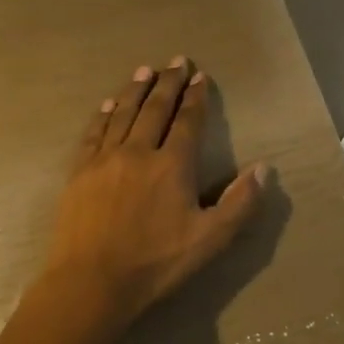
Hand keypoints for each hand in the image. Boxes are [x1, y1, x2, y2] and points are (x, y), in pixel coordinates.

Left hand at [41, 58, 267, 326]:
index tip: (200, 76)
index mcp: (172, 165)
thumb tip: (264, 168)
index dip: (196, 97)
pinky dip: (102, 115)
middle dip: (168, 83)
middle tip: (176, 61)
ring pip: (122, 114)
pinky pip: (93, 134)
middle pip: (155, 109)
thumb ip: (240, 203)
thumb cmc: (156, 263)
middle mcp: (138, 152)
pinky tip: (107, 105)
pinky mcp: (79, 173)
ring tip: (144, 70)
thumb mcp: (210, 239)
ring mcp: (104, 160)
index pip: (187, 121)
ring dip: (135, 90)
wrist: (92, 282)